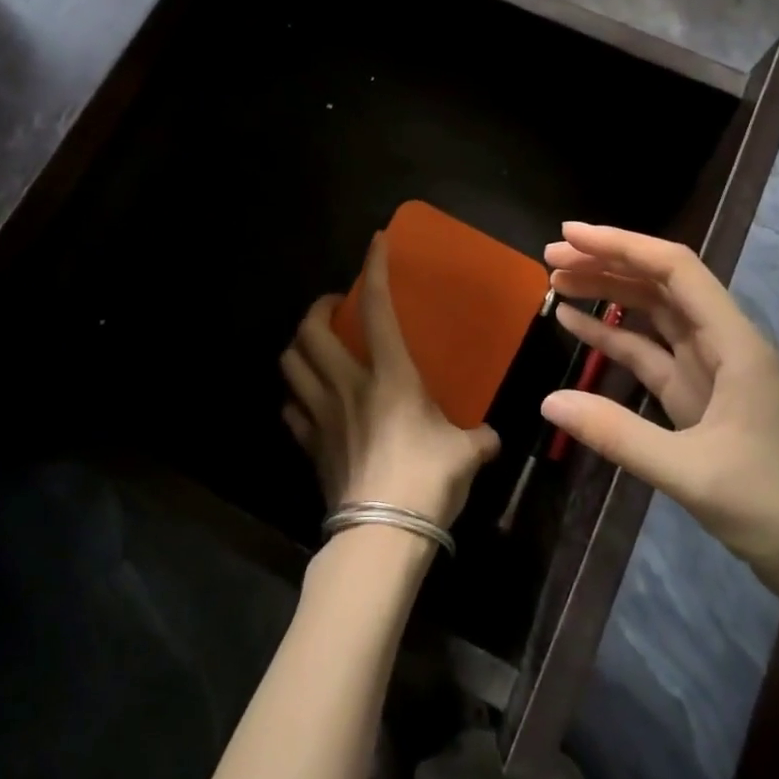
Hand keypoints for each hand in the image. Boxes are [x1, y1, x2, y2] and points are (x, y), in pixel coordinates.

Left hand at [280, 235, 501, 529]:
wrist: (382, 535)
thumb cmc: (428, 482)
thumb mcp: (466, 454)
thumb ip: (478, 439)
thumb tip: (490, 440)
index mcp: (390, 376)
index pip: (377, 309)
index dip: (374, 270)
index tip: (374, 243)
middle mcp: (348, 385)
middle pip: (310, 330)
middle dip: (316, 309)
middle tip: (333, 309)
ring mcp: (321, 415)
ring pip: (289, 364)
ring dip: (297, 347)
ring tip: (314, 346)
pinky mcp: (308, 445)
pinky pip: (290, 409)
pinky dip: (294, 396)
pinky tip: (307, 400)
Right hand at [542, 222, 778, 611]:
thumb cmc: (775, 510)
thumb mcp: (692, 474)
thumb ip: (618, 435)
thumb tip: (548, 402)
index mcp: (735, 344)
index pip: (675, 270)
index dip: (622, 245)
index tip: (571, 236)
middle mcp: (724, 344)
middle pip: (661, 284)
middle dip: (607, 264)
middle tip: (551, 258)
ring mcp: (710, 370)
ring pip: (653, 314)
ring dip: (608, 294)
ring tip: (557, 281)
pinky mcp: (698, 398)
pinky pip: (650, 353)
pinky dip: (613, 336)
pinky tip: (577, 326)